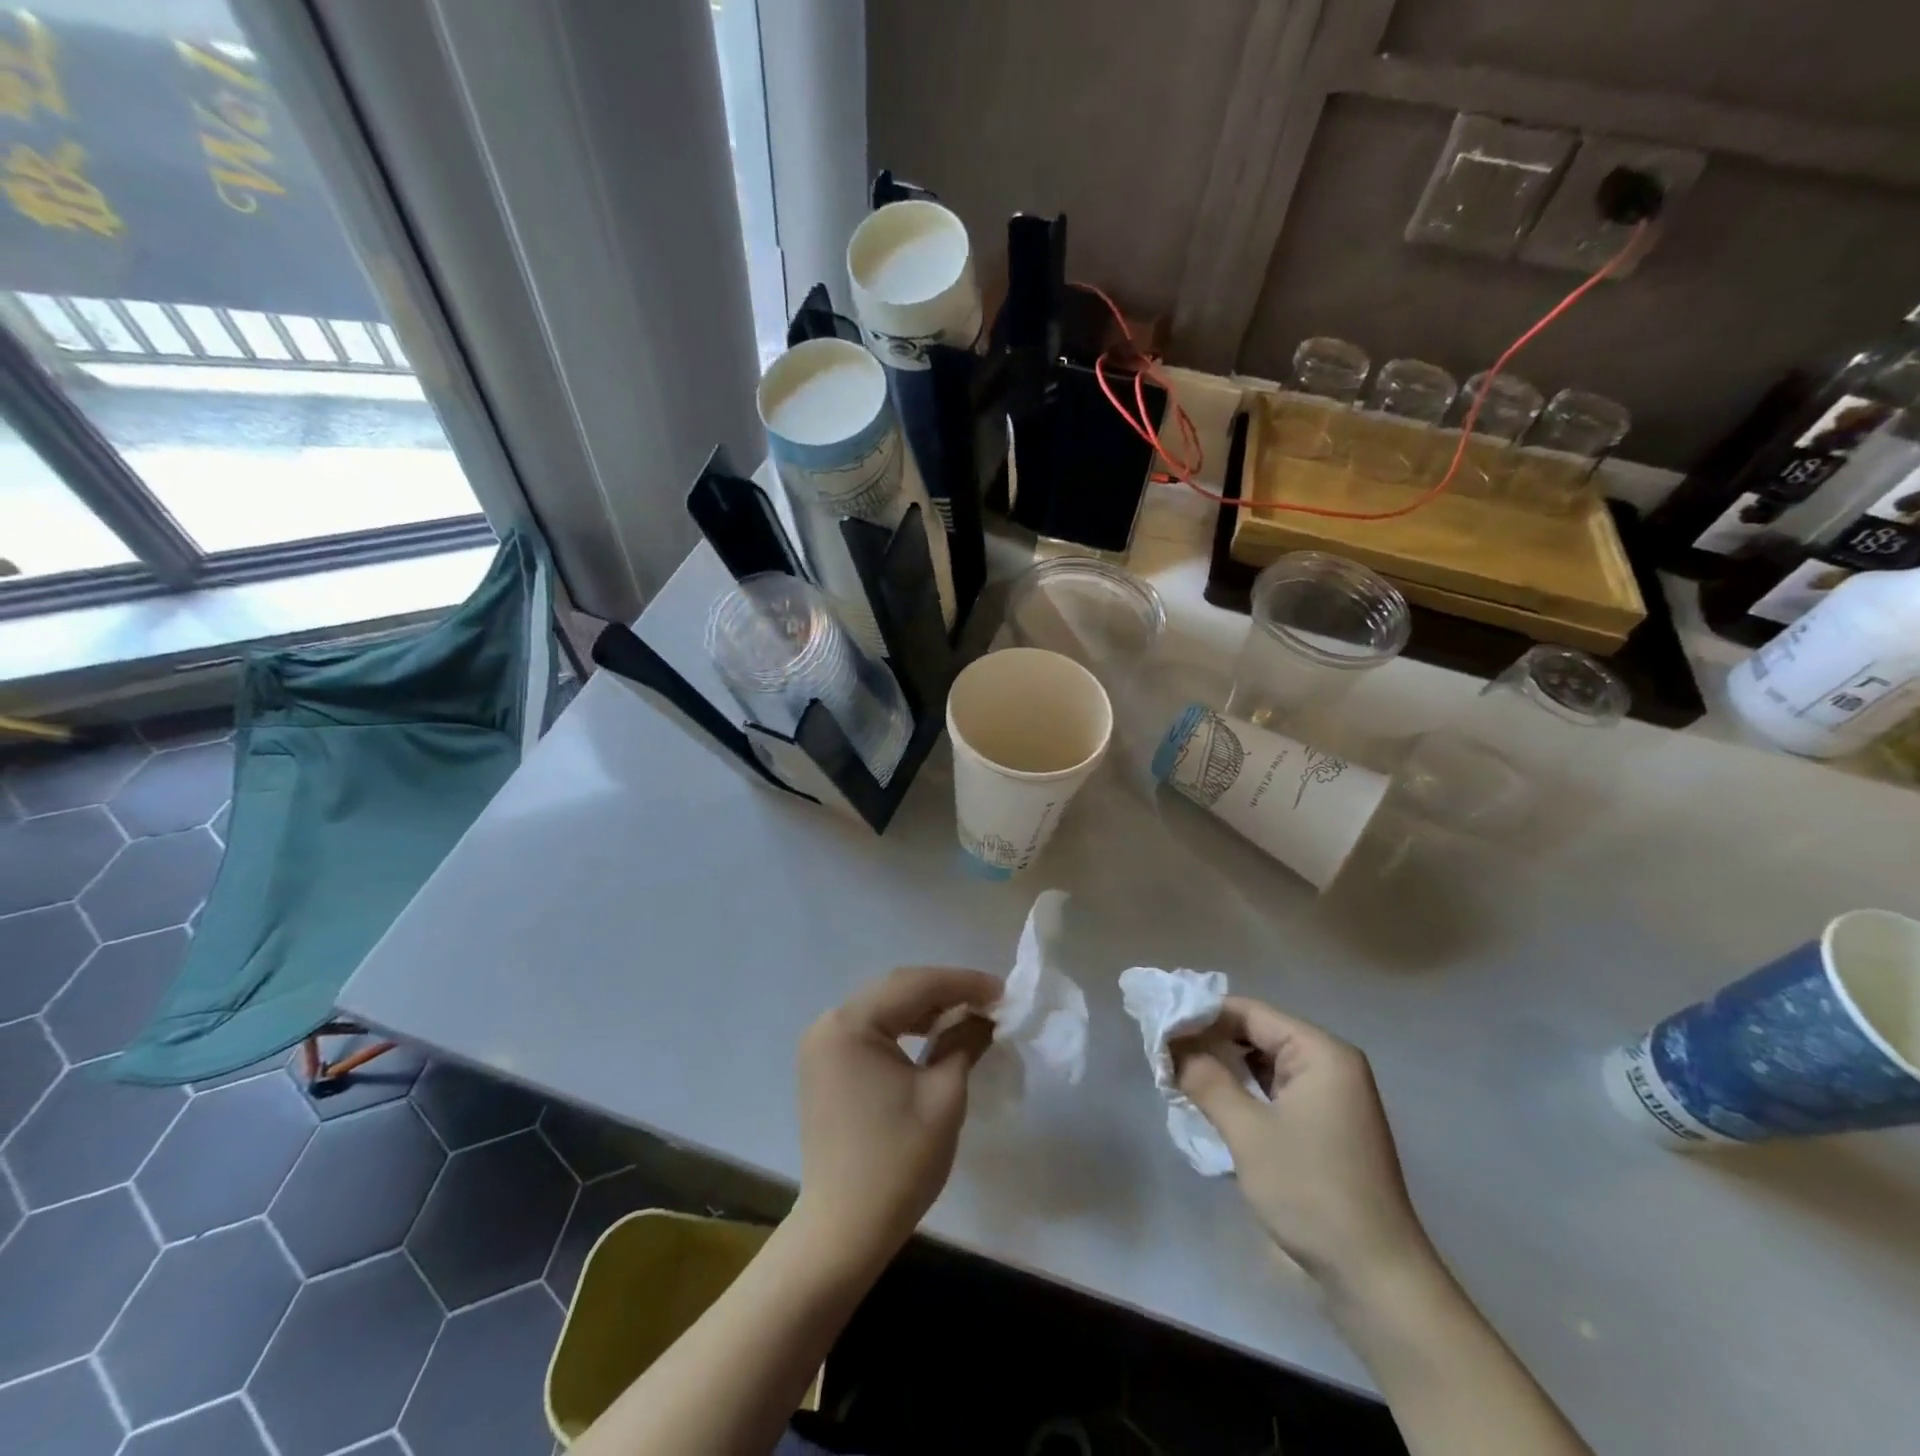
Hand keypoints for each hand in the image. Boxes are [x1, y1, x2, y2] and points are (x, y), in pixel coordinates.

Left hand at [793, 966, 1001, 1266]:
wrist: (843, 1232)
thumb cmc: (898, 1162)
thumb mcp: (944, 1095)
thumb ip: (965, 1041)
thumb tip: (987, 1015)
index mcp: (851, 1024)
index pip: (915, 985)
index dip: (964, 983)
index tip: (1004, 991)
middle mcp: (829, 1023)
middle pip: (896, 990)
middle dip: (946, 991)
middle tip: (991, 1001)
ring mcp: (822, 1045)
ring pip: (884, 1008)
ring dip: (926, 1008)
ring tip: (970, 1014)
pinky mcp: (825, 1066)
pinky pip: (871, 1031)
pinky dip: (904, 1028)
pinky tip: (934, 1035)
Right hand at [1173, 997, 1431, 1292]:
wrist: (1376, 1279)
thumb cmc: (1312, 1192)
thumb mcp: (1248, 1132)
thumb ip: (1205, 1079)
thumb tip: (1170, 1046)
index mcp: (1321, 1052)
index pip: (1249, 1013)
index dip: (1201, 1015)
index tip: (1159, 1028)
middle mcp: (1330, 1065)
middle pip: (1256, 1034)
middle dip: (1209, 1043)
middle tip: (1163, 1054)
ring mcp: (1330, 1098)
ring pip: (1263, 1065)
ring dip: (1223, 1069)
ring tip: (1178, 1076)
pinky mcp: (1325, 1127)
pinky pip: (1275, 1092)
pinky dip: (1243, 1093)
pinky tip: (1211, 1104)